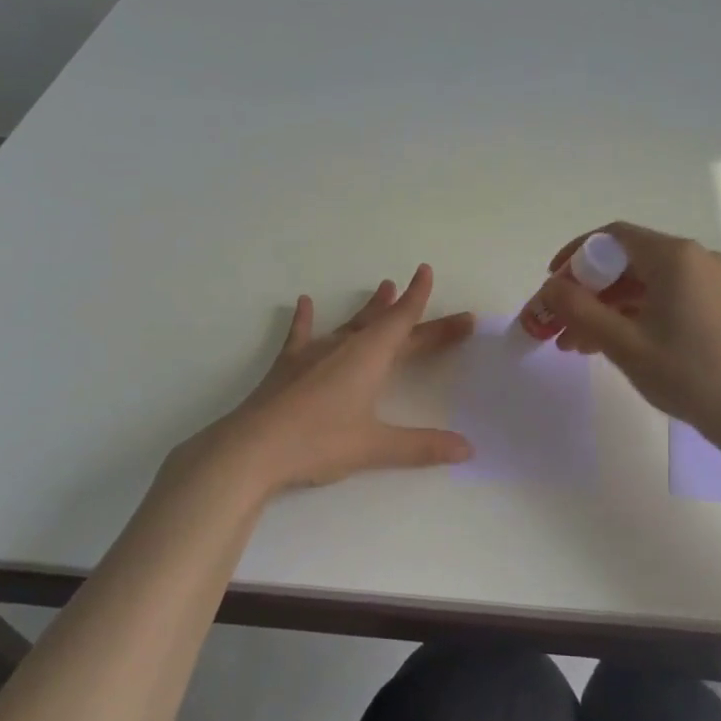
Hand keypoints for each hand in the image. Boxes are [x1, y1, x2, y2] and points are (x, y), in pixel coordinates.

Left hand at [182, 264, 475, 494]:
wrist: (253, 448)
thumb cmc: (319, 442)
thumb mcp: (375, 447)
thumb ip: (422, 446)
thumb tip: (468, 449)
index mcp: (370, 357)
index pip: (403, 320)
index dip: (419, 298)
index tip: (427, 271)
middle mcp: (345, 345)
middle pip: (387, 325)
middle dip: (414, 315)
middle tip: (439, 310)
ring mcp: (314, 352)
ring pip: (350, 323)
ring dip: (370, 308)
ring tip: (383, 287)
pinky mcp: (289, 365)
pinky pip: (302, 334)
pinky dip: (306, 318)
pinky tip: (303, 302)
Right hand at [543, 222, 720, 444]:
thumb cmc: (686, 374)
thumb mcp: (623, 343)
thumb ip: (580, 310)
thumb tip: (550, 287)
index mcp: (674, 257)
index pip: (612, 237)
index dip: (575, 256)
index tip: (552, 283)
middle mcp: (694, 258)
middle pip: (626, 261)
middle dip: (588, 290)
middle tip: (560, 320)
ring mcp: (708, 281)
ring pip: (643, 282)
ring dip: (607, 307)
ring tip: (576, 343)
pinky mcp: (714, 303)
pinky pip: (663, 296)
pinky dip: (633, 314)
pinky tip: (609, 343)